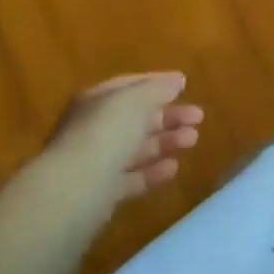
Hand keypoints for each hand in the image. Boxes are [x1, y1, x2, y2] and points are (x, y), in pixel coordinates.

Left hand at [44, 72, 202, 197]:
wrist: (75, 190)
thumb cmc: (105, 134)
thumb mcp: (135, 100)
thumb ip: (158, 88)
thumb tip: (177, 80)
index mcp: (96, 101)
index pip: (129, 86)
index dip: (157, 83)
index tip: (185, 85)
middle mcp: (93, 129)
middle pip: (136, 119)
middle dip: (168, 116)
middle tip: (199, 117)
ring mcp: (96, 162)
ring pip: (137, 148)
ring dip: (166, 141)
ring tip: (193, 139)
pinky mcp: (102, 192)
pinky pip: (133, 177)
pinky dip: (153, 171)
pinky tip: (174, 167)